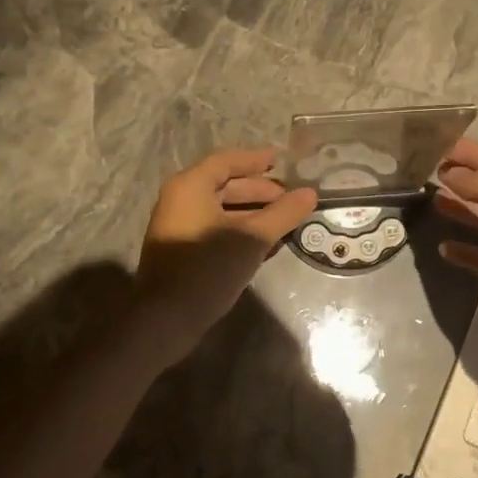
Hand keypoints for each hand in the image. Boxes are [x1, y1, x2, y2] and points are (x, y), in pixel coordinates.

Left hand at [134, 148, 317, 361]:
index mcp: (190, 186)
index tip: (282, 159)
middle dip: (258, 189)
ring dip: (251, 211)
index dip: (256, 159)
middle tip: (289, 196)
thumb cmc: (208, 268)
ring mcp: (177, 225)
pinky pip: (214, 227)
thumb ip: (282, 214)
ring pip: (220, 208)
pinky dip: (238, 228)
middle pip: (223, 184)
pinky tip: (263, 241)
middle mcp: (179, 199)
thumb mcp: (252, 238)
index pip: (227, 161)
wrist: (166, 317)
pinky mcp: (181, 248)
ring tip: (283, 219)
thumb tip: (310, 194)